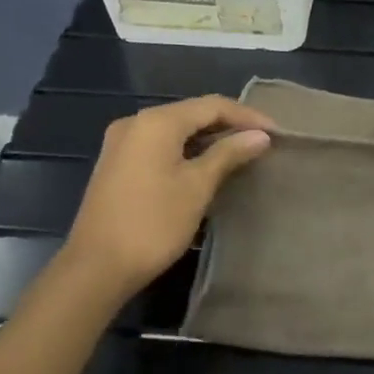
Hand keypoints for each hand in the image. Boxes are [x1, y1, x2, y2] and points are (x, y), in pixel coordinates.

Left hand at [63, 95, 273, 297]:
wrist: (96, 267)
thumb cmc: (153, 223)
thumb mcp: (197, 186)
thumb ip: (229, 154)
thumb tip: (260, 136)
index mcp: (156, 122)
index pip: (212, 105)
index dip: (247, 116)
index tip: (277, 133)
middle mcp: (135, 122)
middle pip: (192, 113)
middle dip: (229, 125)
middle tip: (262, 142)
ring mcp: (122, 143)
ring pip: (176, 129)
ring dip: (209, 138)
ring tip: (241, 153)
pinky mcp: (117, 164)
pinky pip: (160, 145)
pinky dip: (187, 150)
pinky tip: (207, 165)